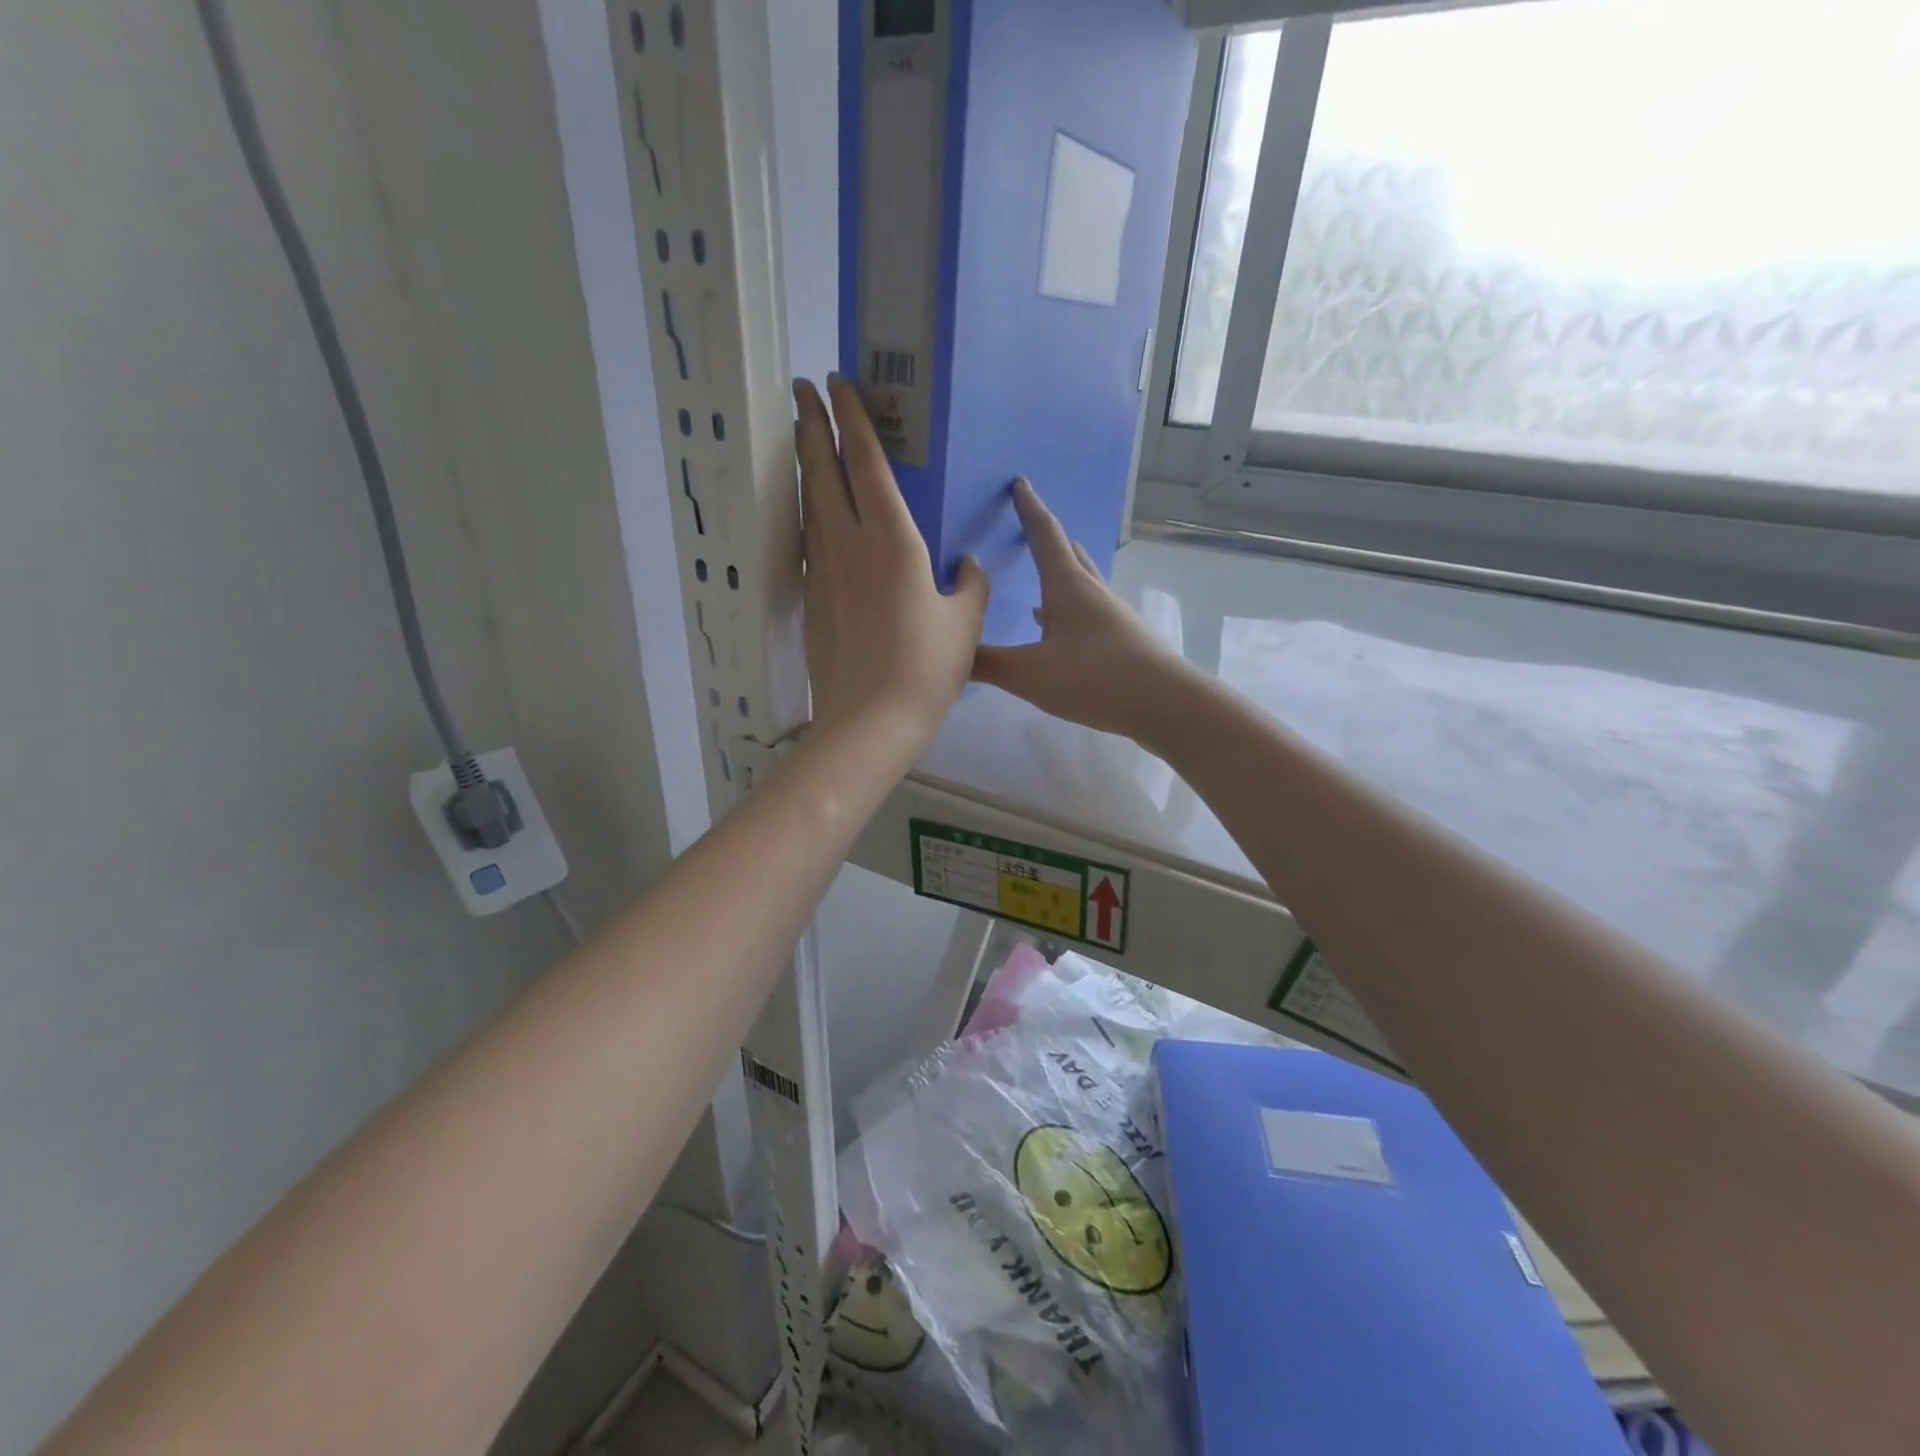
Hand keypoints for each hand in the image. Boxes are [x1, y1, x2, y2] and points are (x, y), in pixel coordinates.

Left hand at [796, 376, 988, 739]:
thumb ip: (970, 584)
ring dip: (805, 465)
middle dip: (811, 423)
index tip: (838, 382)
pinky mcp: (811, 599)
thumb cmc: (927, 667)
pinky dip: (810, 514)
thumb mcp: (965, 623)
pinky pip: (809, 541)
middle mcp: (849, 544)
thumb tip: (966, 564)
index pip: (865, 462)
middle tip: (802, 390)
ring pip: (808, 503)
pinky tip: (816, 515)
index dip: (852, 418)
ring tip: (802, 438)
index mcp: (892, 540)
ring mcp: (823, 571)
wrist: (871, 719)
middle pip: (821, 471)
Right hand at [973, 480, 1191, 740]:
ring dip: (1062, 573)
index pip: (1044, 535)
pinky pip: (1088, 613)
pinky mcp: (1122, 641)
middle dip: (1047, 538)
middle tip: (1029, 526)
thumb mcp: (1028, 673)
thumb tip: (949, 651)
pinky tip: (1058, 629)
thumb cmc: (1094, 677)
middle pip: (1068, 554)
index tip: (1019, 483)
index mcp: (1067, 586)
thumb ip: (986, 662)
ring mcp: (1111, 616)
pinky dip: (1068, 610)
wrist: (1164, 703)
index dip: (1028, 509)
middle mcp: (1091, 592)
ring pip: (1082, 582)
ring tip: (1044, 572)